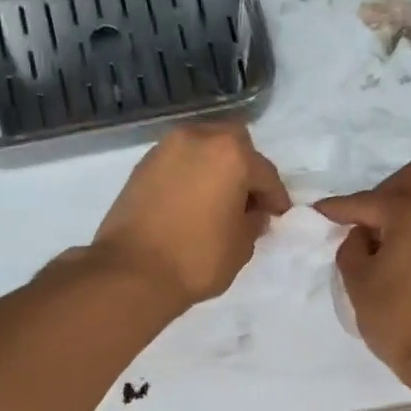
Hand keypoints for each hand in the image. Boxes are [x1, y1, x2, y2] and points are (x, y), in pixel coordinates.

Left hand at [89, 123, 289, 311]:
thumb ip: (253, 222)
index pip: (265, 173)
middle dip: (245, 169)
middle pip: (233, 144)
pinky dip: (190, 176)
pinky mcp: (142, 166)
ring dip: (215, 169)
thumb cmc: (197, 258)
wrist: (132, 271)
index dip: (275, 197)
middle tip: (247, 200)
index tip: (278, 215)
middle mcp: (198, 139)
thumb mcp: (241, 246)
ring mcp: (165, 149)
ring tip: (217, 201)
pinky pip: (178, 163)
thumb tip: (253, 213)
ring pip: (202, 149)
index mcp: (231, 154)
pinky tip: (192, 203)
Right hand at [316, 161, 410, 376]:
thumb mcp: (359, 283)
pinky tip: (407, 254)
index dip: (338, 208)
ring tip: (385, 243)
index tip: (318, 211)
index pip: (368, 201)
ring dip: (406, 209)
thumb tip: (362, 235)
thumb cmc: (400, 319)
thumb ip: (351, 248)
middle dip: (382, 195)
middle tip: (363, 226)